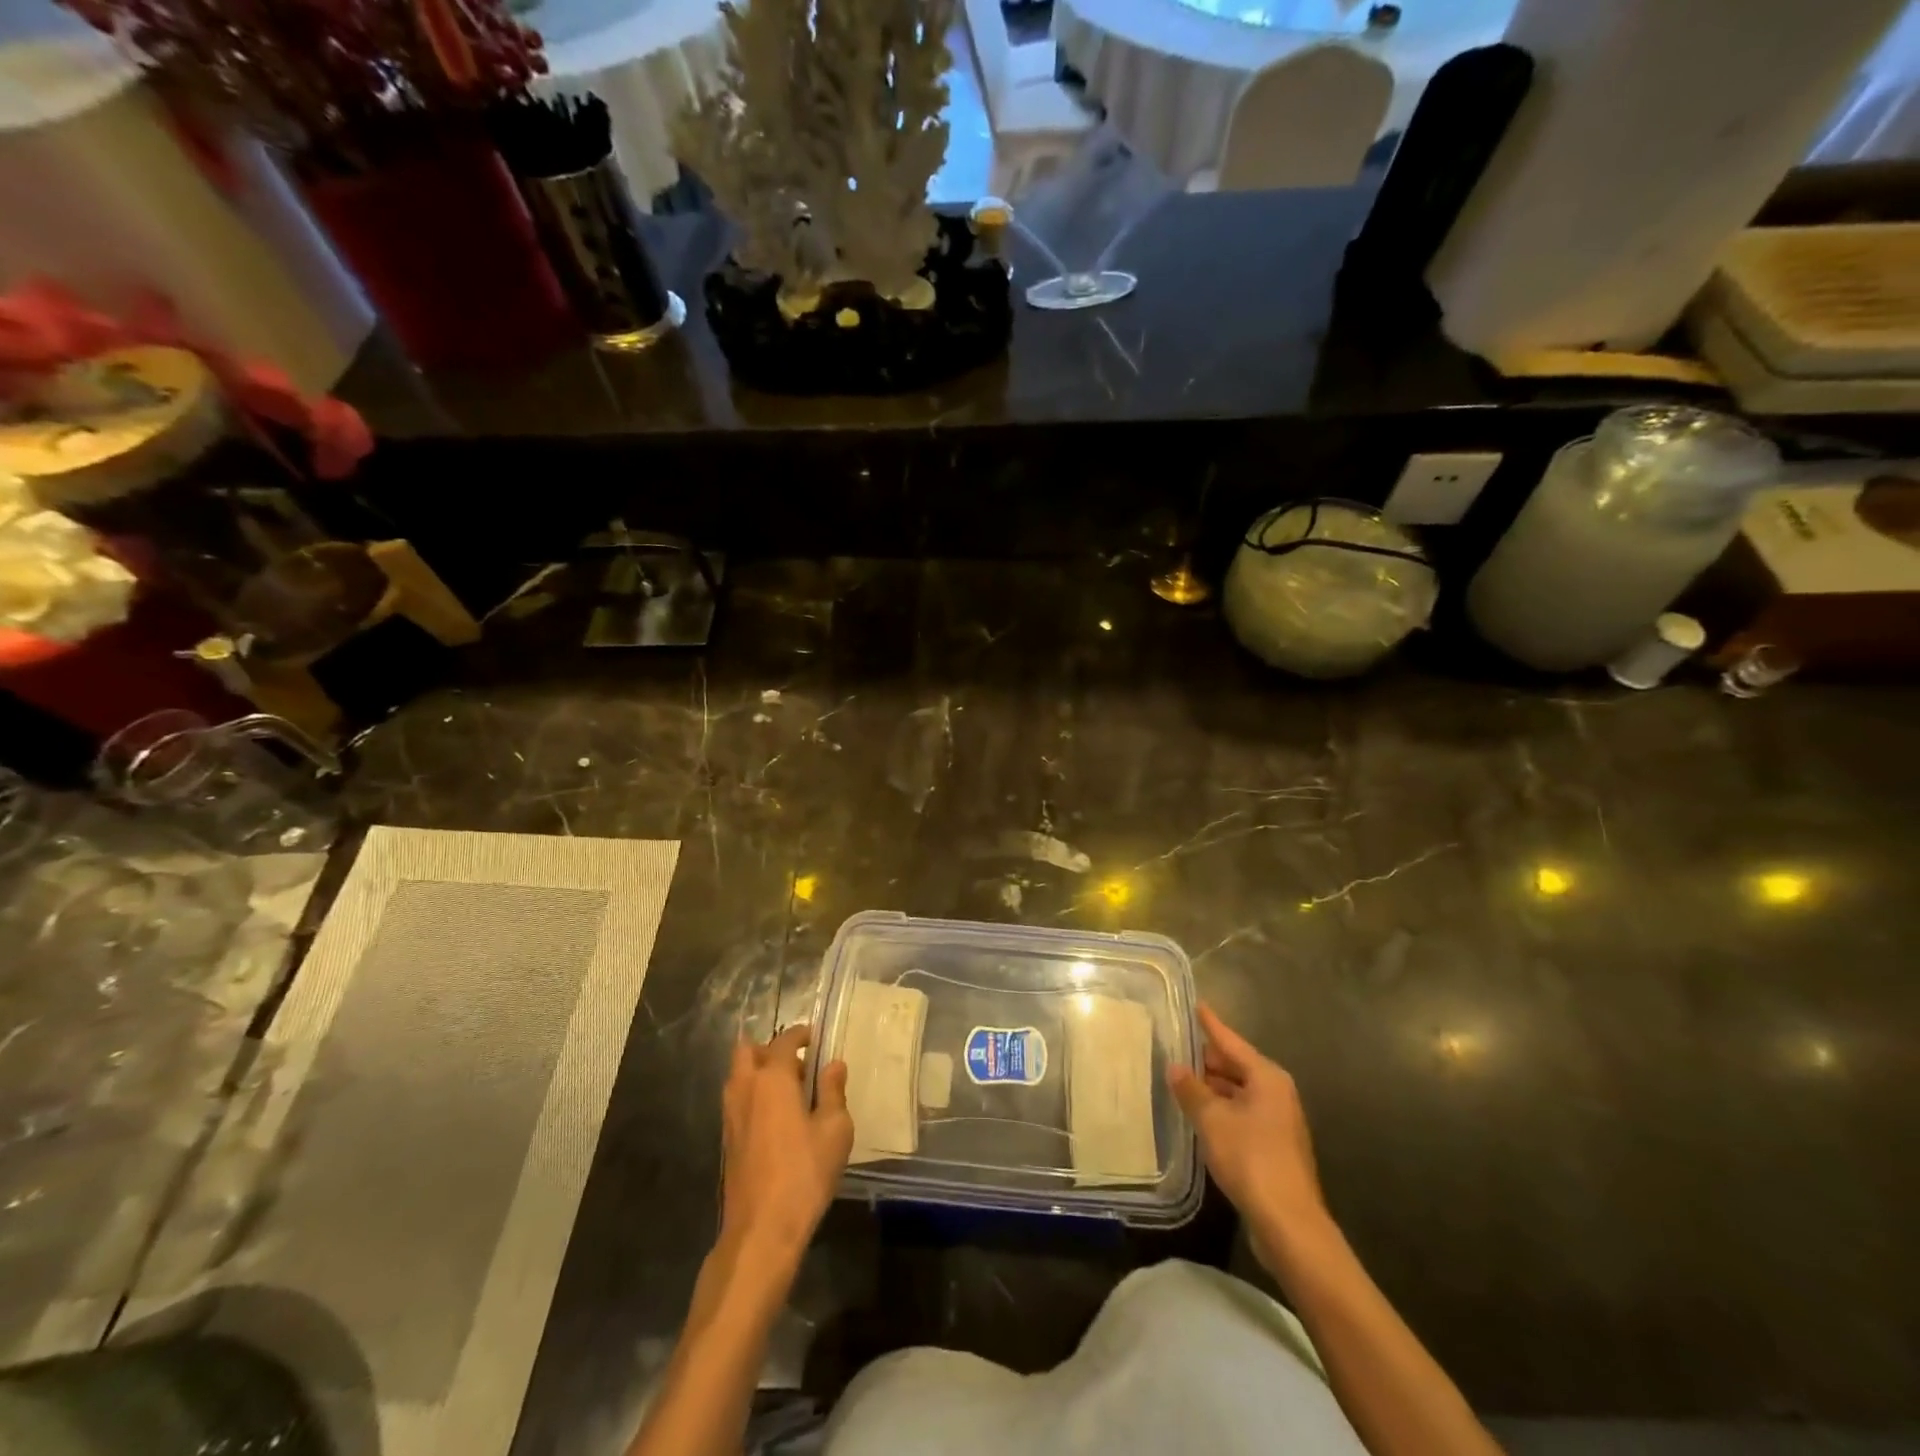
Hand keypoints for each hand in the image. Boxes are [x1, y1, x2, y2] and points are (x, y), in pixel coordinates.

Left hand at [719, 1024, 852, 1273]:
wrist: (761, 1230)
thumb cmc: (804, 1173)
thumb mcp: (834, 1130)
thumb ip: (833, 1092)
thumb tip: (833, 1065)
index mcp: (772, 1079)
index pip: (784, 1041)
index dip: (800, 1034)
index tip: (815, 1038)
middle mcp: (745, 1089)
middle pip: (748, 1051)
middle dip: (770, 1049)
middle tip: (797, 1064)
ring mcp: (730, 1116)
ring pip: (739, 1076)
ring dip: (759, 1073)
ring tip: (790, 1092)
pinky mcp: (727, 1141)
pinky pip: (738, 1101)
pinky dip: (754, 1097)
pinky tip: (778, 1120)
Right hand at [1168, 1003, 1332, 1271]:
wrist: (1288, 1223)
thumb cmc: (1250, 1158)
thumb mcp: (1212, 1119)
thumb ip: (1191, 1090)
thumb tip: (1176, 1067)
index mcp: (1267, 1077)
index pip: (1231, 1041)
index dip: (1210, 1024)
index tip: (1196, 1004)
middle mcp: (1276, 1092)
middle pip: (1236, 1066)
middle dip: (1207, 1059)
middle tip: (1176, 1047)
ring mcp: (1278, 1121)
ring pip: (1238, 1092)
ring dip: (1212, 1087)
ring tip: (1180, 1079)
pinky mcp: (1274, 1147)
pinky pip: (1241, 1114)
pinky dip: (1221, 1109)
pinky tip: (1199, 1115)